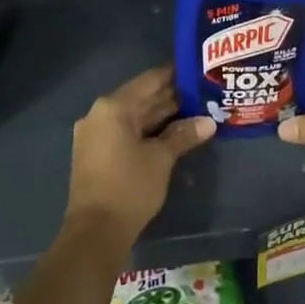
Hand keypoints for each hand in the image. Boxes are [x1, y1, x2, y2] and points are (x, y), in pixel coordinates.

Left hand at [64, 65, 215, 242]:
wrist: (95, 231)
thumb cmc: (129, 187)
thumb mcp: (161, 159)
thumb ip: (183, 135)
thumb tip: (208, 121)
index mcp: (113, 107)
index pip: (150, 80)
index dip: (175, 75)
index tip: (198, 72)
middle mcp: (100, 114)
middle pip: (141, 98)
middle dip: (172, 98)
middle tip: (204, 94)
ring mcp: (95, 135)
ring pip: (134, 117)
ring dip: (162, 117)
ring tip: (196, 113)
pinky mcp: (96, 154)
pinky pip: (126, 133)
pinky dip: (148, 132)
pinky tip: (173, 136)